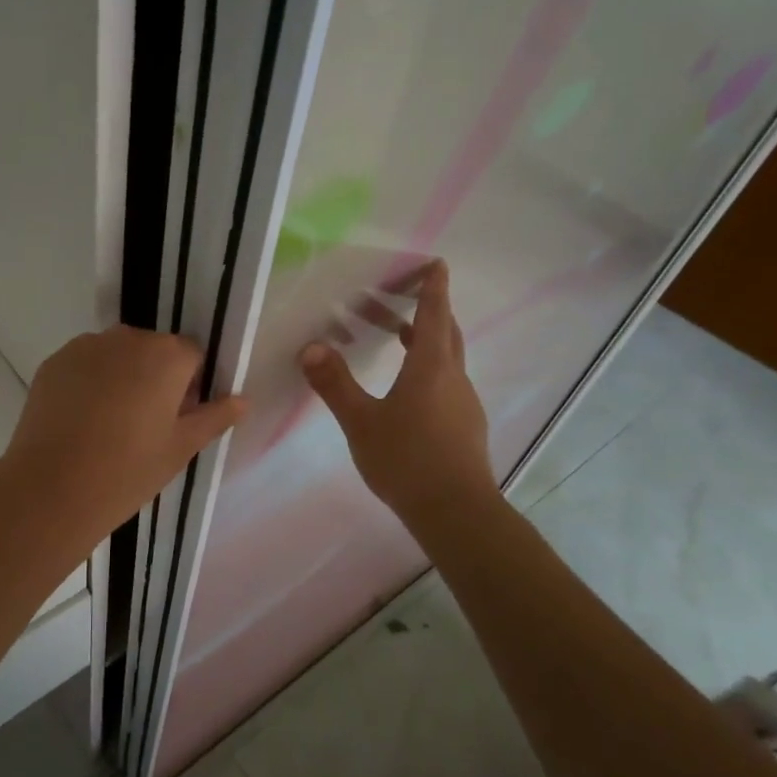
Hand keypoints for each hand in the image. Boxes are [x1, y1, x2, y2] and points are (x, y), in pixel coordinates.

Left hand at [0, 327, 246, 545]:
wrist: (51, 488)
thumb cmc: (128, 470)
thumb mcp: (181, 448)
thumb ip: (215, 417)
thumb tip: (243, 400)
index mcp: (166, 355)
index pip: (192, 356)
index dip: (190, 386)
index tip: (177, 419)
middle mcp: (127, 338)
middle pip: (153, 350)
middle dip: (155, 377)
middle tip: (145, 425)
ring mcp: (85, 346)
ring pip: (116, 355)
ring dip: (121, 376)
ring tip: (109, 424)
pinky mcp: (54, 361)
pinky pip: (84, 364)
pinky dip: (89, 382)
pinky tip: (81, 420)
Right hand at [298, 260, 495, 519]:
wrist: (455, 512)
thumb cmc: (407, 460)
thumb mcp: (361, 421)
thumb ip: (335, 384)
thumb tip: (311, 347)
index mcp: (430, 368)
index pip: (434, 316)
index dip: (434, 288)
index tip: (436, 264)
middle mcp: (453, 378)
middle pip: (446, 333)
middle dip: (428, 310)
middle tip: (404, 298)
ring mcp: (463, 403)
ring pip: (448, 359)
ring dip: (426, 341)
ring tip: (398, 338)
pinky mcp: (465, 426)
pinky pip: (448, 382)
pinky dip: (429, 368)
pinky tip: (408, 389)